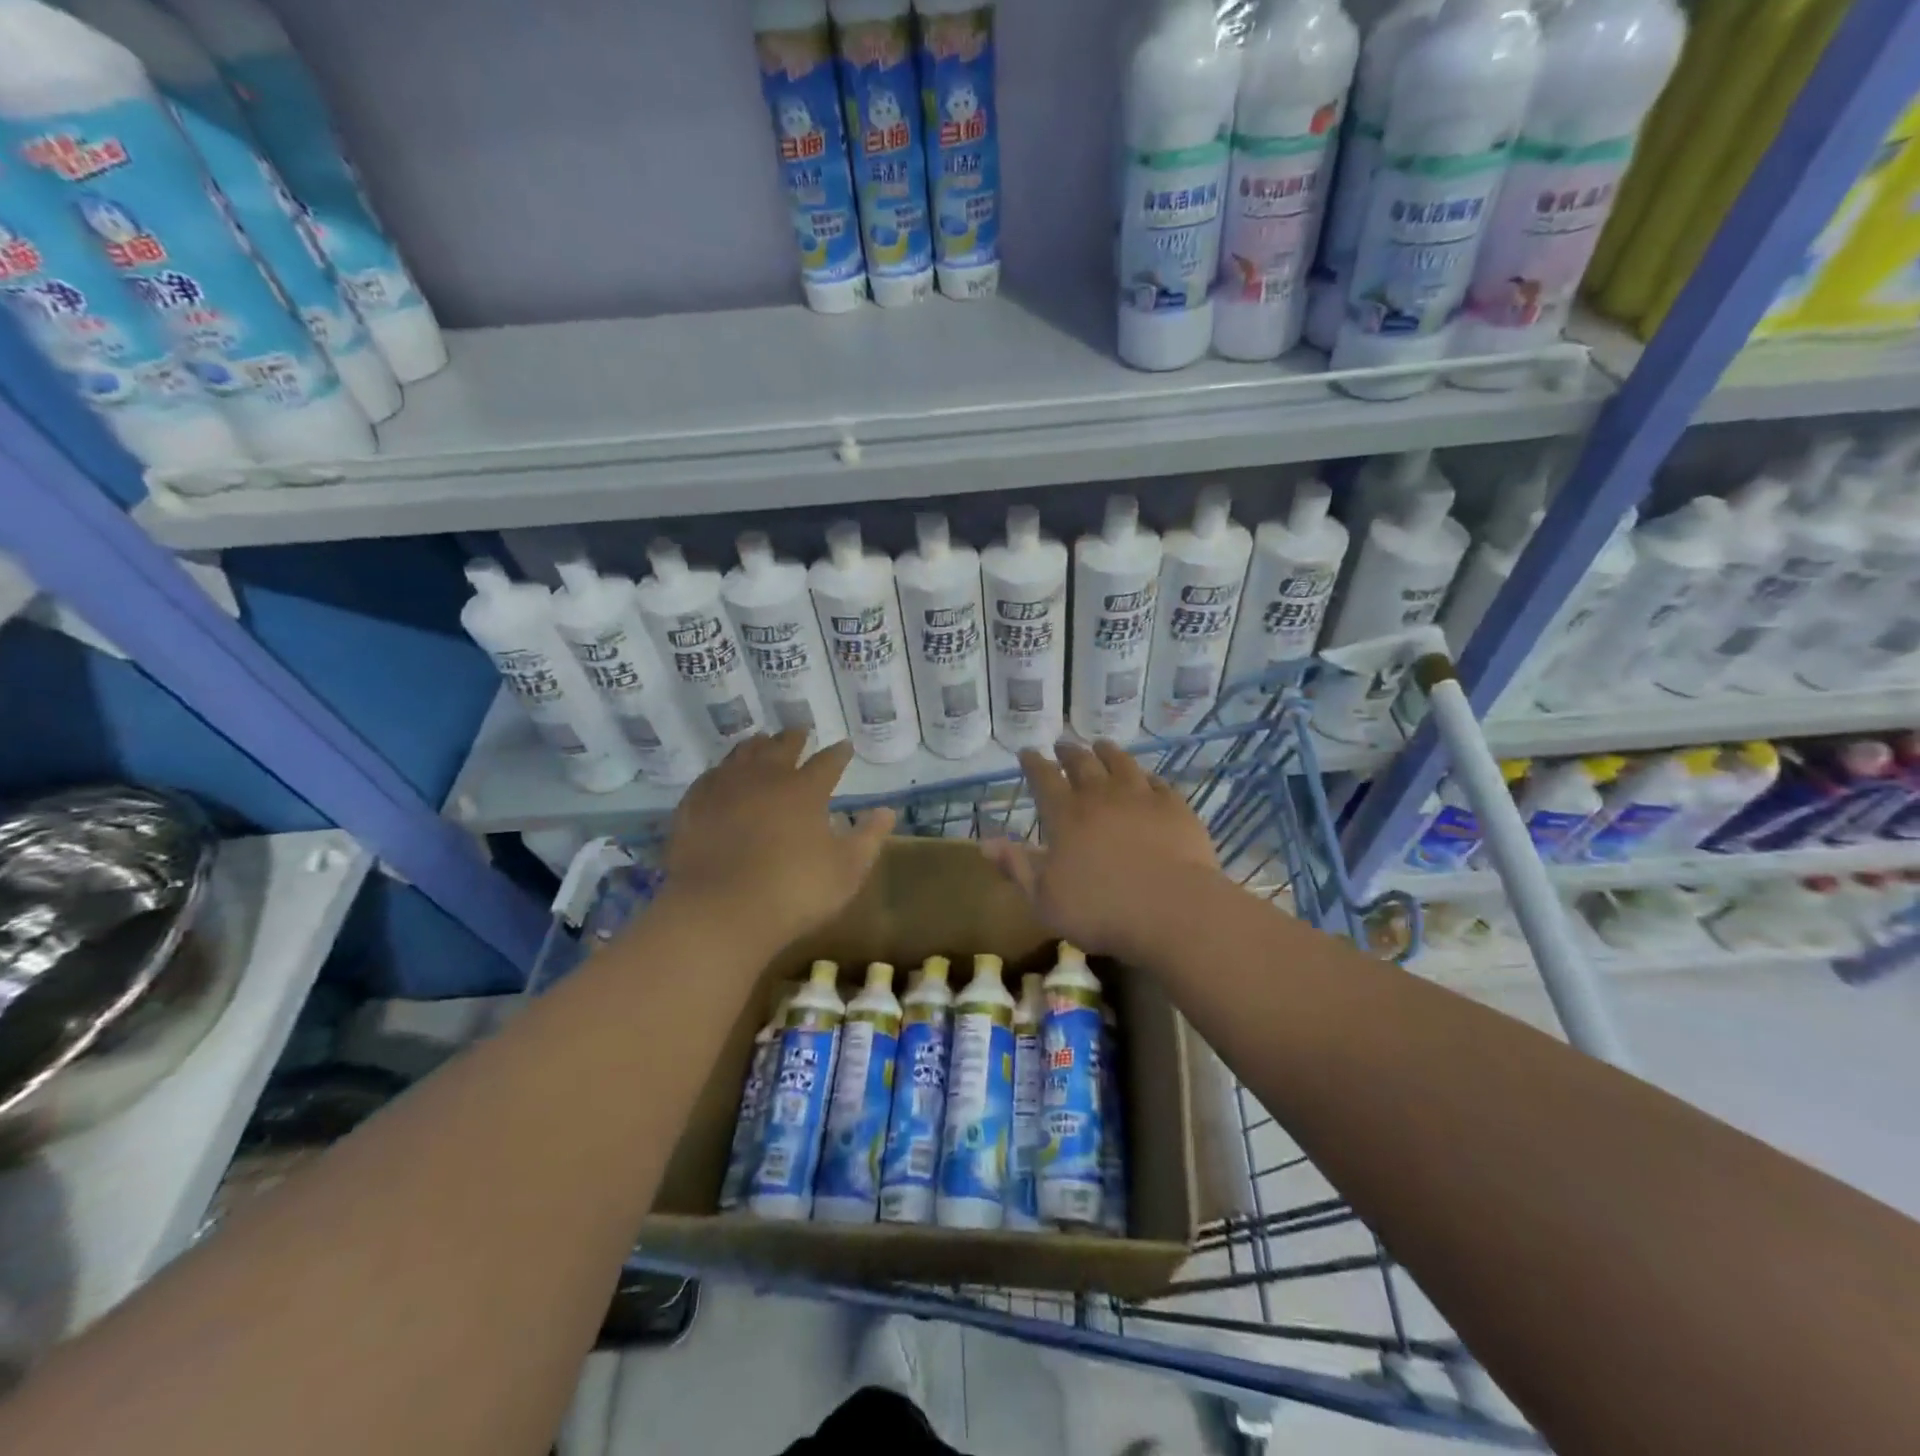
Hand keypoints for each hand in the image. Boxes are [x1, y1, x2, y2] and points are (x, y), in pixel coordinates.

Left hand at [661, 732, 894, 949]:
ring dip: (756, 745)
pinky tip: (720, 774)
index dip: (838, 753)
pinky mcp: (693, 807)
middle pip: (780, 747)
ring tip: (761, 740)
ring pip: (742, 755)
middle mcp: (765, 779)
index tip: (845, 746)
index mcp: (805, 791)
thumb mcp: (847, 871)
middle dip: (794, 738)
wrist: (719, 911)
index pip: (827, 762)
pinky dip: (721, 770)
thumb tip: (887, 811)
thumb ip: (869, 838)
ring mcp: (724, 790)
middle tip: (799, 730)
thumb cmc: (793, 892)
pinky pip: (709, 777)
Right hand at [982, 742, 1221, 956]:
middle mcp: (1101, 795)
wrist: (1173, 910)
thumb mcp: (1045, 898)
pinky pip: (1157, 781)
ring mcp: (1141, 796)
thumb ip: (1017, 867)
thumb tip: (985, 843)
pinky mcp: (1175, 807)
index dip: (1033, 763)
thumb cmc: (1100, 910)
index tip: (1027, 752)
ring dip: (1107, 751)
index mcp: (1065, 814)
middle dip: (1068, 751)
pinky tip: (1145, 777)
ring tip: (1101, 746)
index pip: (1043, 777)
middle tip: (1062, 745)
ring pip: (1121, 763)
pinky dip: (1145, 775)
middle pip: (1082, 762)